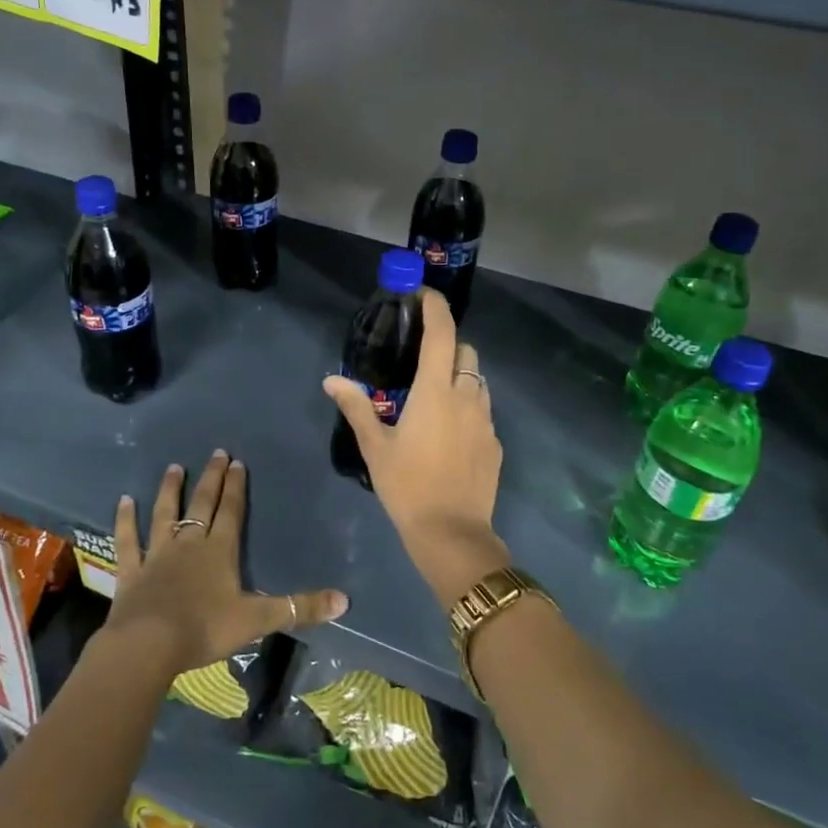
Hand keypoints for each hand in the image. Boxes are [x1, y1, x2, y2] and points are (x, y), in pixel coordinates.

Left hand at [102, 450, 348, 676]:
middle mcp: (189, 543)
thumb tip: (344, 601)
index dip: (236, 487)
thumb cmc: (205, 629)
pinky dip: (125, 520)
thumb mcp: (258, 621)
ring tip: (174, 467)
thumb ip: (299, 608)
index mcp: (219, 551)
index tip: (238, 462)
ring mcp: (157, 554)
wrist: (149, 645)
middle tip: (216, 453)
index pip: (231, 511)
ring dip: (170, 490)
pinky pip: (127, 540)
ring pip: (164, 514)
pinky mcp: (131, 571)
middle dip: (211, 478)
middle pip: (202, 504)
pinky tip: (123, 501)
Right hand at [324, 289, 510, 607]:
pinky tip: (450, 433)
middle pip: (465, 352)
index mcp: (435, 392)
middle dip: (448, 345)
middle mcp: (467, 397)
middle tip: (422, 360)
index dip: (435, 307)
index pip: (441, 334)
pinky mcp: (496, 444)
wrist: (452, 534)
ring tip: (435, 397)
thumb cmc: (407, 486)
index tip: (424, 294)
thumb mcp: (375, 447)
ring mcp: (487, 421)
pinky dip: (469, 407)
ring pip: (479, 381)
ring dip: (460, 376)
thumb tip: (332, 379)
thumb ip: (356, 407)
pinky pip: (484, 411)